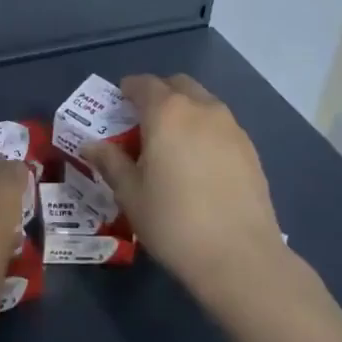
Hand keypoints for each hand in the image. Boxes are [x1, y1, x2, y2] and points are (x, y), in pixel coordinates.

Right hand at [83, 74, 292, 317]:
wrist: (240, 258)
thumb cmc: (173, 222)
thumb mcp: (130, 194)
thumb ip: (110, 161)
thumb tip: (90, 144)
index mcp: (167, 112)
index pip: (143, 84)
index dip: (127, 90)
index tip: (117, 105)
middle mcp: (201, 109)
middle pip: (177, 85)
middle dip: (158, 94)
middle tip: (143, 122)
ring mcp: (231, 128)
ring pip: (203, 103)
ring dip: (184, 111)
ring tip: (172, 144)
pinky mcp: (250, 150)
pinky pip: (221, 126)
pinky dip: (205, 131)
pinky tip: (199, 164)